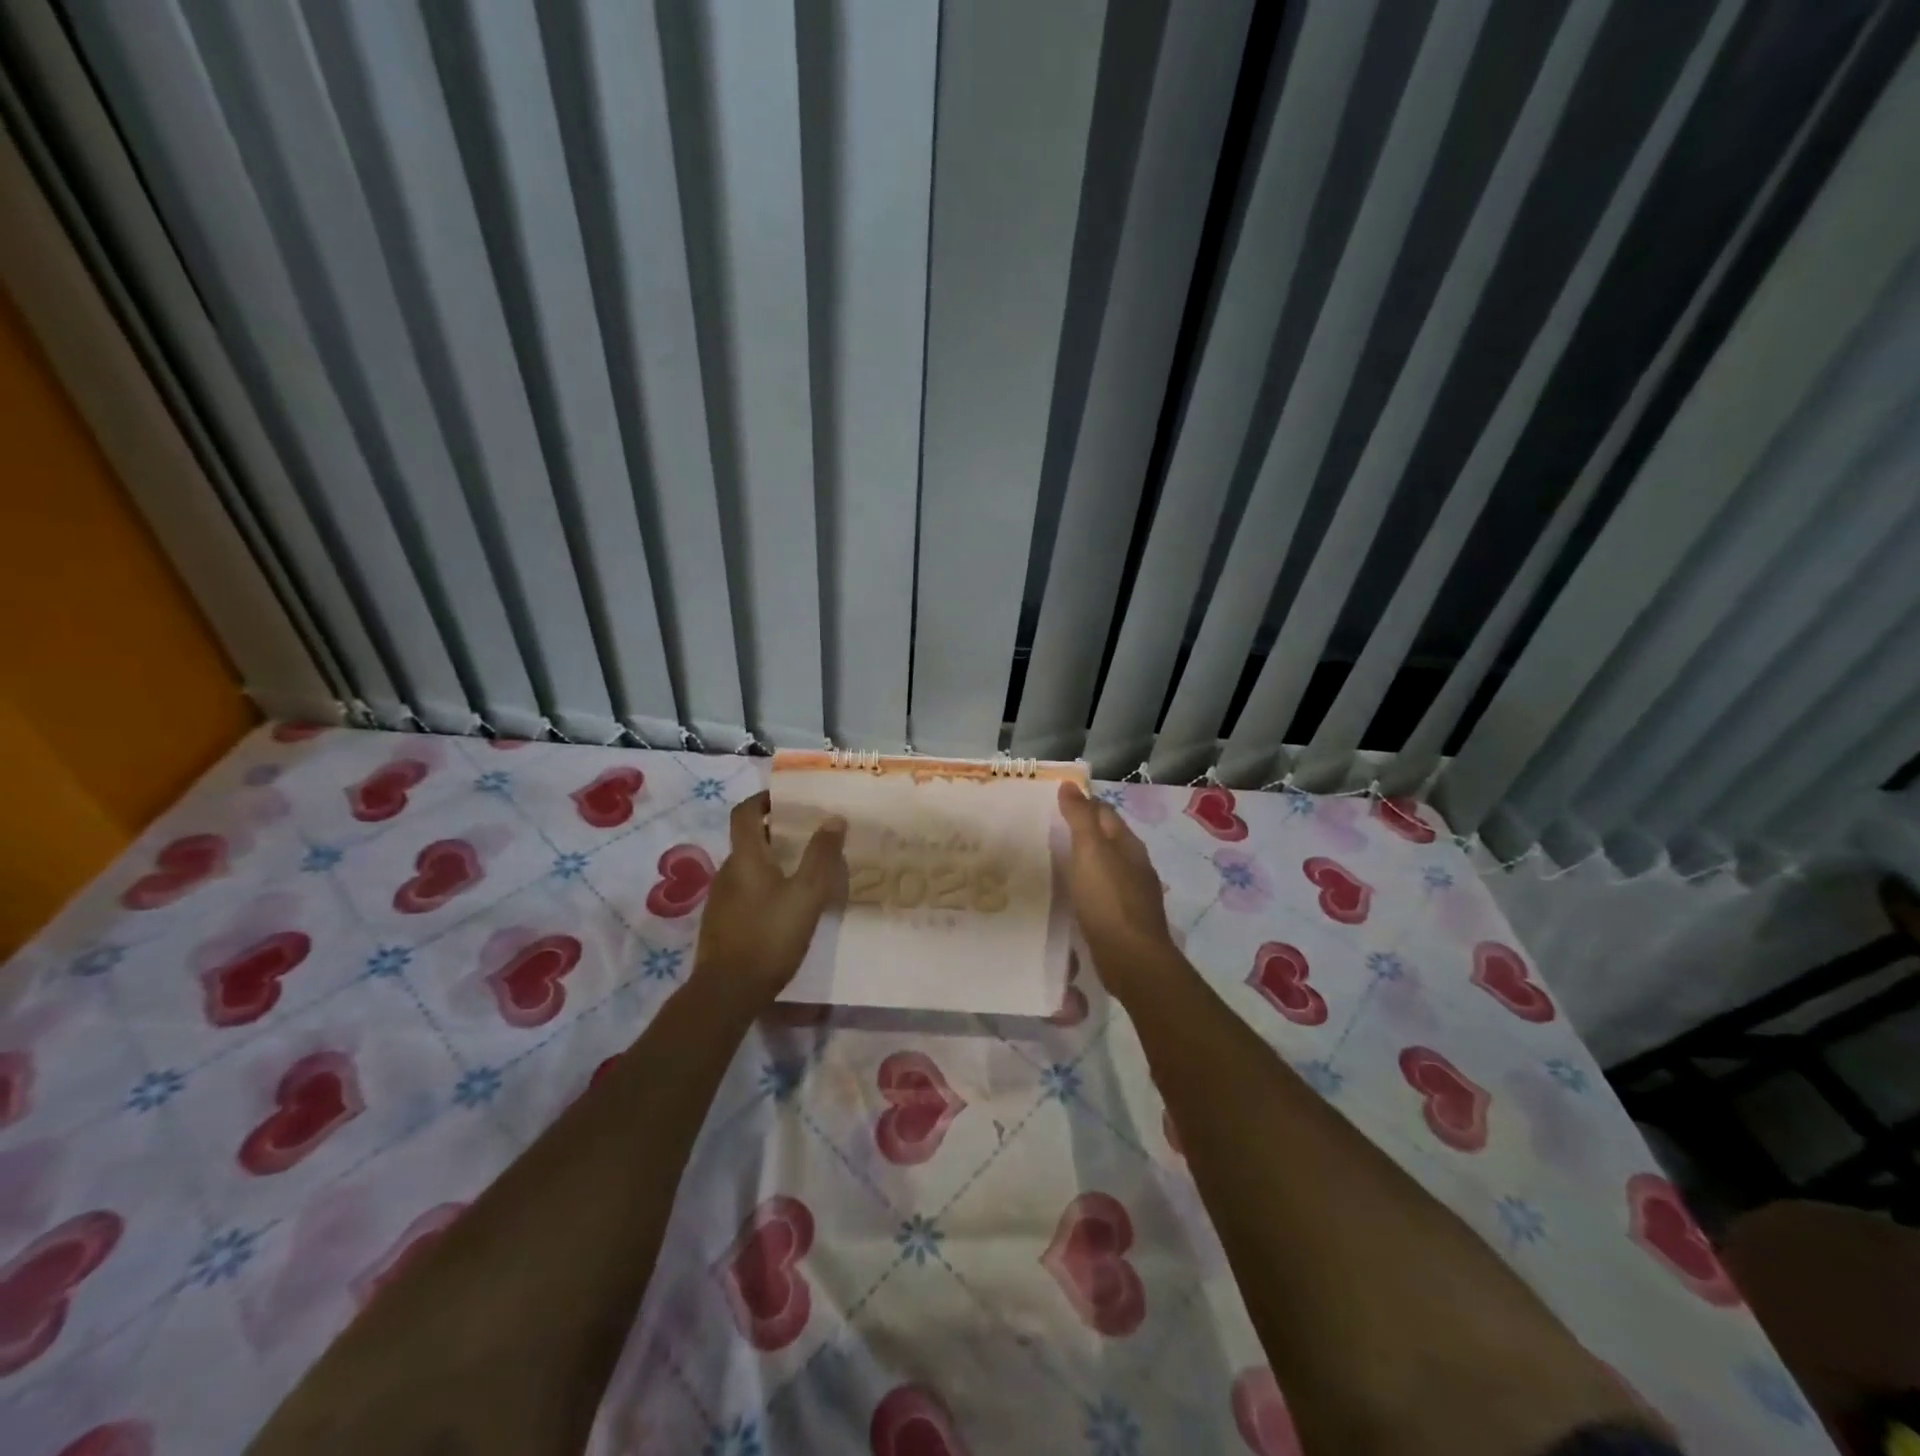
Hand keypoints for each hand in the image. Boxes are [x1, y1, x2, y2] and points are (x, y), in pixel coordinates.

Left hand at [692, 791, 847, 1005]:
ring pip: (749, 868)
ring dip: (774, 862)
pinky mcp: (722, 924)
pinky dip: (766, 887)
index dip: (764, 799)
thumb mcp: (806, 894)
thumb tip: (834, 818)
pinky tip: (787, 907)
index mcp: (745, 858)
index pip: (746, 813)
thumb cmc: (769, 936)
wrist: (727, 992)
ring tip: (805, 872)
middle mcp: (727, 872)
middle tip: (810, 836)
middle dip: (778, 833)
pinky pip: (746, 892)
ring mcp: (721, 900)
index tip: (788, 798)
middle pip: (750, 840)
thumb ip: (821, 856)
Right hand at [1057, 783, 1178, 998]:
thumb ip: (1080, 817)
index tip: (1055, 803)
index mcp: (1128, 844)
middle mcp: (1135, 864)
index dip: (1083, 804)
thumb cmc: (1108, 899)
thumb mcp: (1090, 850)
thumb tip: (1071, 785)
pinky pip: (1104, 892)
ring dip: (1086, 860)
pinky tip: (1075, 894)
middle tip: (1050, 830)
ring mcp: (1133, 893)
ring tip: (1057, 860)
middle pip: (1108, 838)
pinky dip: (1089, 886)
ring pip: (1107, 866)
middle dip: (1084, 831)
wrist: (1131, 958)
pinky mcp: (1125, 918)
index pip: (1105, 812)